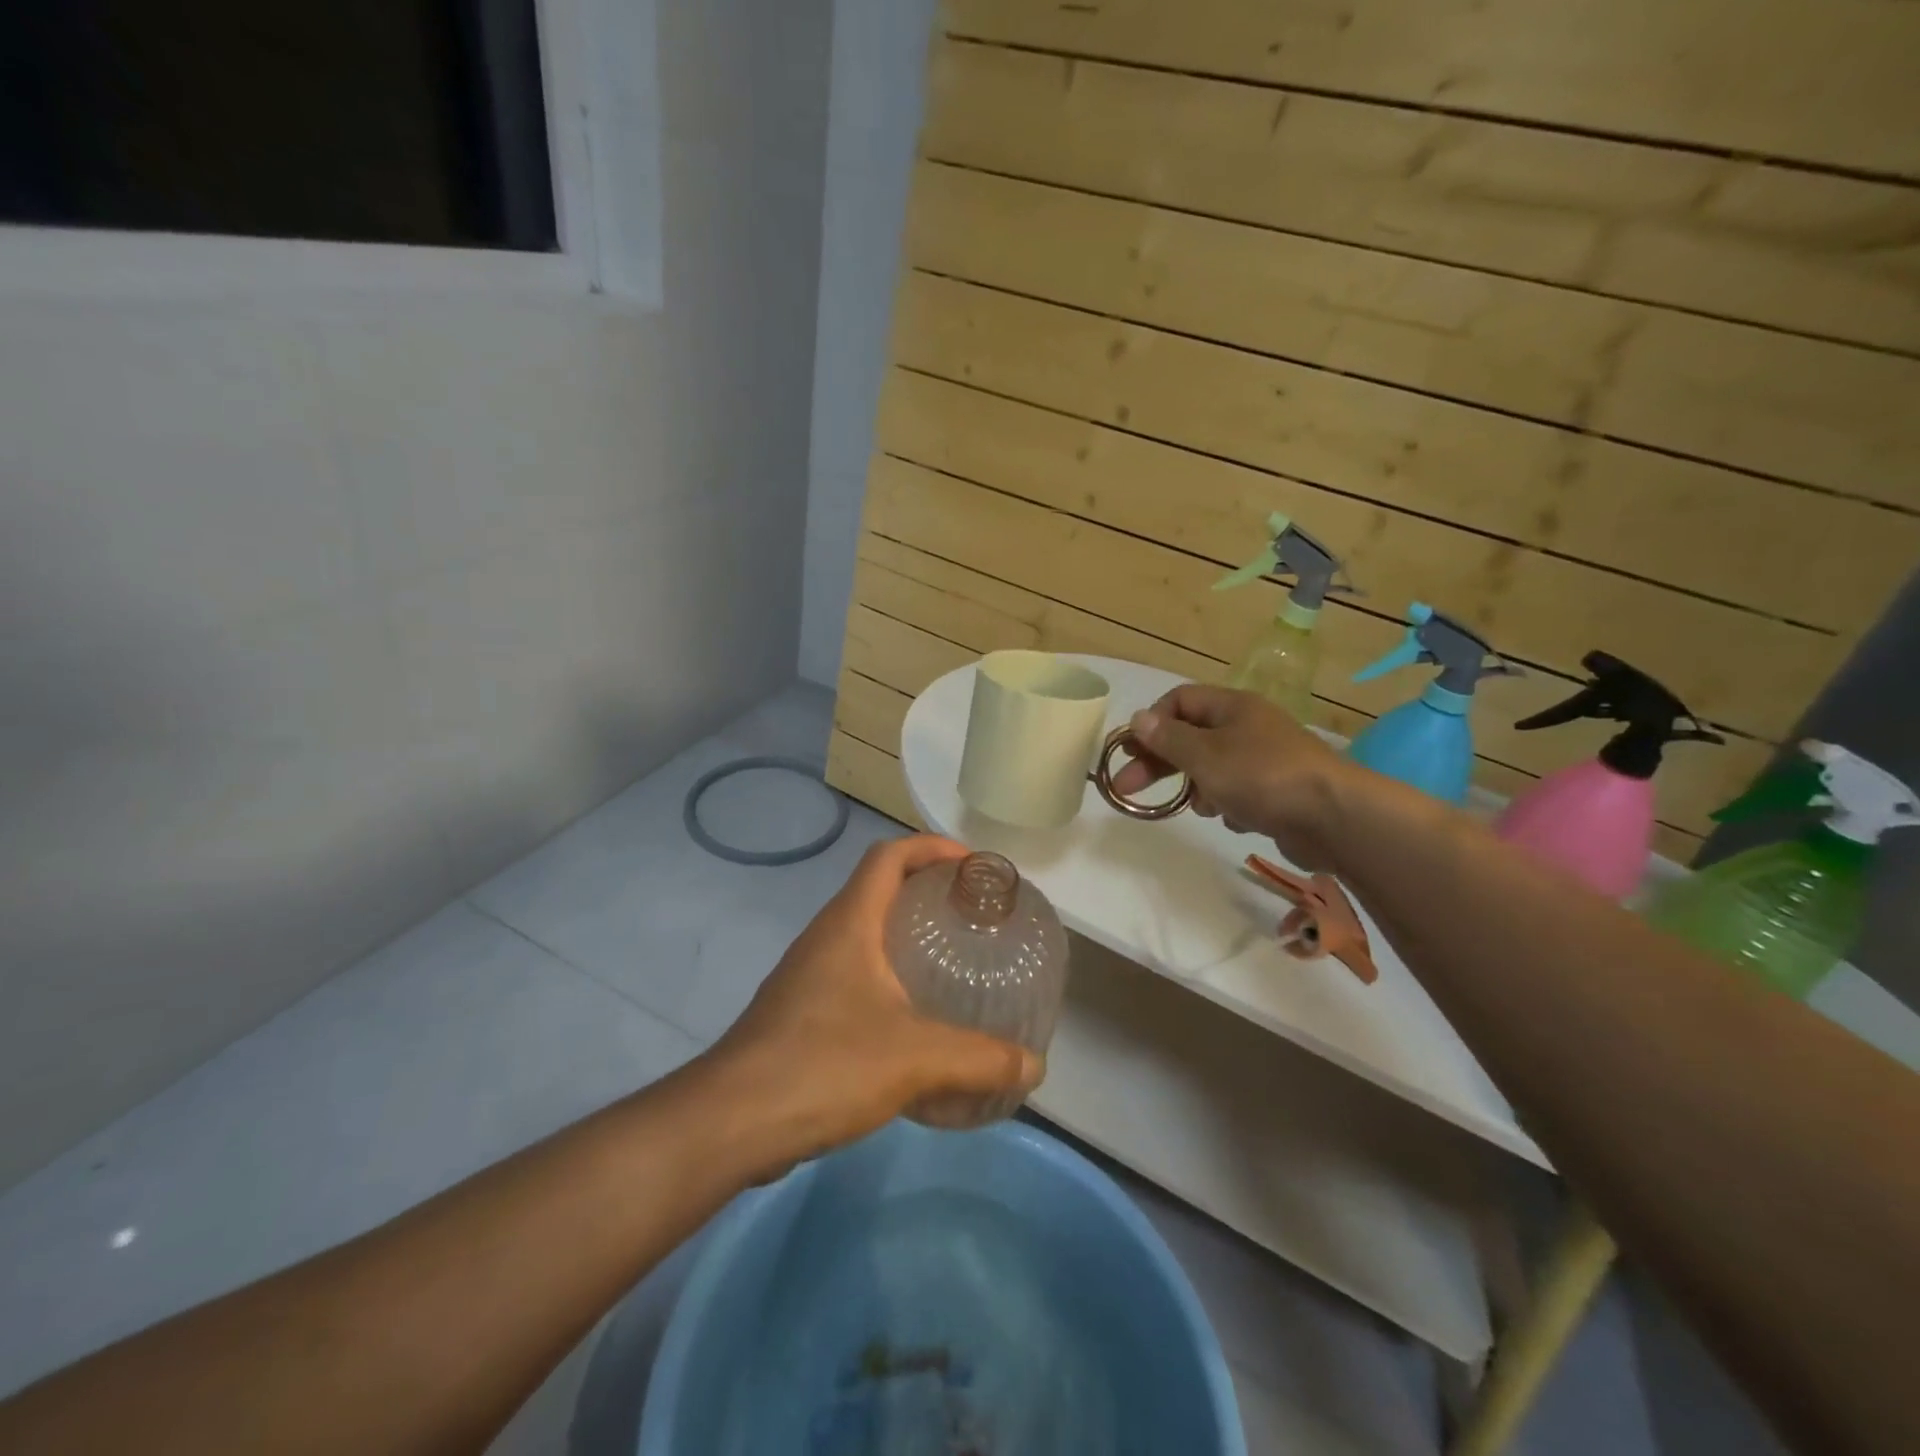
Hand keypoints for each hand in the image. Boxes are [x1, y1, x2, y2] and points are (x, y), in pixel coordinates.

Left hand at [702, 835, 1042, 1175]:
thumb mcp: (916, 1059)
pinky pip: (852, 973)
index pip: (889, 855)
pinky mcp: (799, 1011)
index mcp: (850, 923)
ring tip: (951, 961)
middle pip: (877, 889)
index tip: (973, 865)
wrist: (731, 1122)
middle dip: (925, 890)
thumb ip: (980, 1060)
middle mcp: (825, 936)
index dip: (932, 847)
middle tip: (972, 914)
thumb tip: (1034, 1067)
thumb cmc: (824, 1065)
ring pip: (864, 933)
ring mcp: (807, 974)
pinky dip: (887, 976)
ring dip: (905, 934)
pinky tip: (912, 1019)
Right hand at [1109, 683, 1351, 868]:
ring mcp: (1266, 758)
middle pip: (1191, 737)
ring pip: (1212, 767)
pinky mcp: (1278, 790)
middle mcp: (1249, 726)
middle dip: (1160, 762)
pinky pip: (1238, 791)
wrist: (1333, 817)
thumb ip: (1167, 738)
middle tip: (1127, 788)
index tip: (1129, 751)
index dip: (1151, 723)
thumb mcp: (1203, 755)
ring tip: (1200, 807)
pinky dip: (1229, 804)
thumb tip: (1138, 718)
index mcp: (1232, 707)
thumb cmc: (1260, 776)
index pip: (1179, 701)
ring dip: (1197, 787)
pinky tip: (1235, 818)